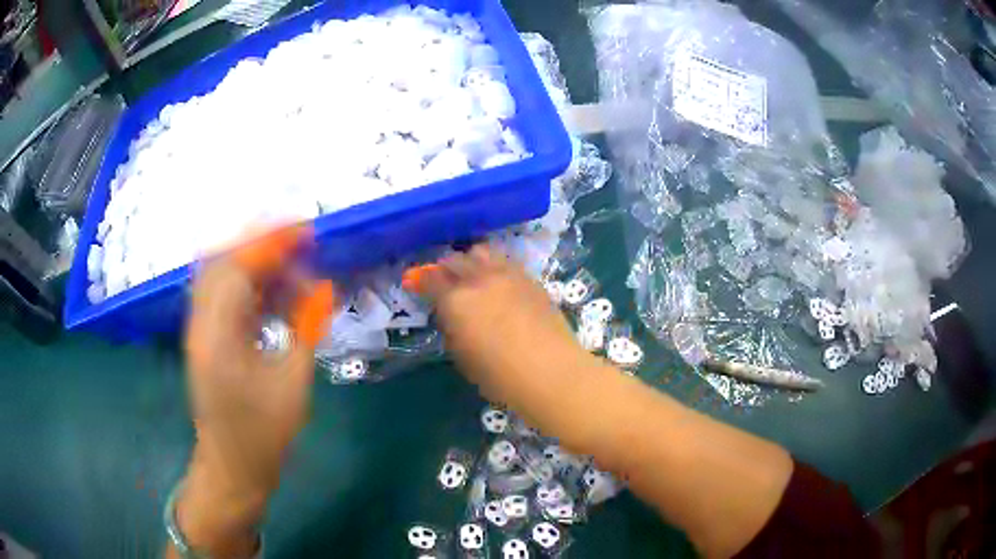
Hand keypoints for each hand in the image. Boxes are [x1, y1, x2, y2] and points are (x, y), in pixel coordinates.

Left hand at [176, 225, 335, 556]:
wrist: (232, 466)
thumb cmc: (264, 434)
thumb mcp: (293, 384)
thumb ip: (305, 329)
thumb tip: (320, 287)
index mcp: (219, 337)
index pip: (236, 268)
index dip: (269, 243)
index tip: (304, 231)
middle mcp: (200, 325)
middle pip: (220, 260)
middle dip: (258, 244)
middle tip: (297, 244)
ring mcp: (198, 330)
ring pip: (219, 274)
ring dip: (253, 262)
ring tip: (290, 269)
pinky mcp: (204, 338)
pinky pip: (222, 295)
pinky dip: (247, 284)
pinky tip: (274, 295)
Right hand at [403, 245, 583, 403]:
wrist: (550, 371)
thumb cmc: (500, 375)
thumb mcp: (463, 357)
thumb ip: (453, 329)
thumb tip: (453, 317)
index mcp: (455, 300)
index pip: (430, 279)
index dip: (420, 279)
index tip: (414, 281)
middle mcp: (479, 279)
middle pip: (455, 260)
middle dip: (445, 269)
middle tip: (444, 282)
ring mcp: (508, 274)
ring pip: (481, 252)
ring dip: (471, 260)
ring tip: (473, 275)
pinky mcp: (530, 278)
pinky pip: (506, 261)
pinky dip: (495, 266)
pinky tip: (499, 281)